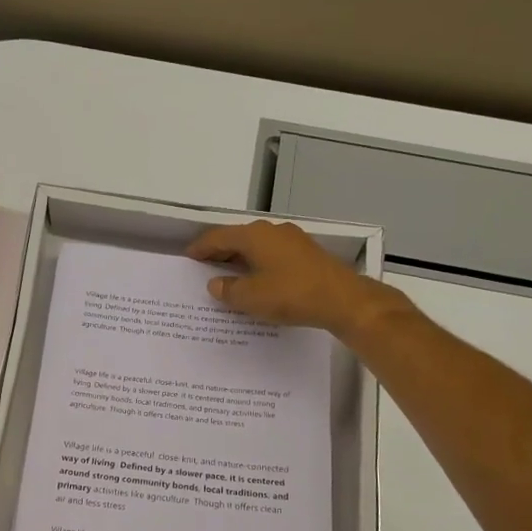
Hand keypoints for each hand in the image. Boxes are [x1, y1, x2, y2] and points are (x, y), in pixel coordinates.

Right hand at [187, 220, 400, 337]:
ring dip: (241, 259)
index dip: (201, 247)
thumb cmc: (291, 294)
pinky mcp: (307, 254)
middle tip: (205, 267)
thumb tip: (216, 284)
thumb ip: (228, 290)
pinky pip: (273, 255)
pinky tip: (258, 280)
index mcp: (254, 236)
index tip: (189, 256)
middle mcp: (272, 231)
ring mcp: (293, 240)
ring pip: (258, 246)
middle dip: (221, 252)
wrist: (342, 300)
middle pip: (238, 238)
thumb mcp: (251, 297)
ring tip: (229, 276)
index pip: (218, 237)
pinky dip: (260, 264)